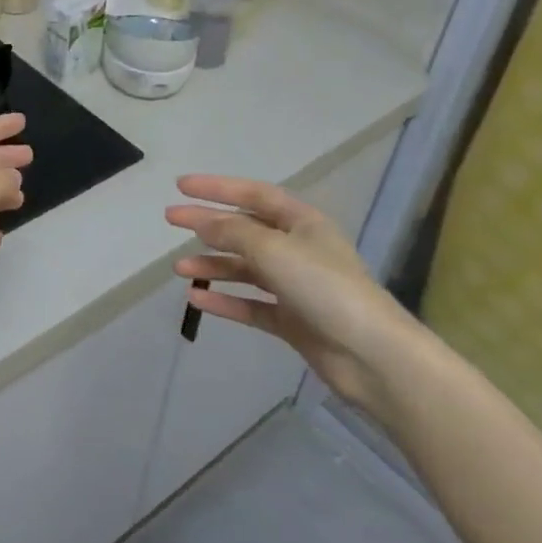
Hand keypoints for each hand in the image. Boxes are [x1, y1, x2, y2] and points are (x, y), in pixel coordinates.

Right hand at [165, 174, 423, 422]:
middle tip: (170, 221)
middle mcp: (298, 249)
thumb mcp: (273, 250)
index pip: (253, 195)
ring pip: (245, 268)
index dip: (217, 187)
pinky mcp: (292, 320)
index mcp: (302, 222)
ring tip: (179, 269)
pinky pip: (251, 304)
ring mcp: (295, 286)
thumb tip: (201, 220)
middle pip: (245, 230)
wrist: (371, 356)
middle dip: (207, 224)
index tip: (181, 186)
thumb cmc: (325, 288)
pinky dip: (226, 300)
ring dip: (212, 266)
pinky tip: (198, 300)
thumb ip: (232, 232)